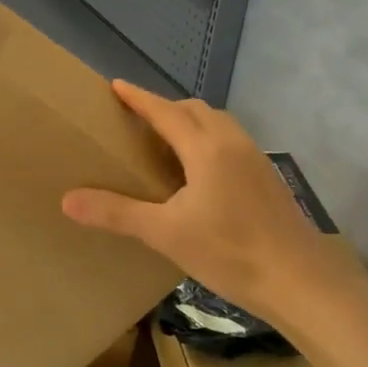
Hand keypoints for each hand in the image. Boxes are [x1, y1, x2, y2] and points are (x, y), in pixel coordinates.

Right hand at [62, 81, 360, 319]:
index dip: (138, 98)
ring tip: (166, 142)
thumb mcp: (165, 233)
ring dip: (190, 122)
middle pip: (195, 110)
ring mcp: (255, 159)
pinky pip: (231, 142)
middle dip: (164, 107)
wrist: (300, 281)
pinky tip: (200, 174)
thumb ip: (117, 212)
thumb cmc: (229, 252)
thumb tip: (67, 199)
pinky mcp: (267, 179)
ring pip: (218, 124)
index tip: (115, 85)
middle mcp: (232, 143)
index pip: (165, 111)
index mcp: (206, 148)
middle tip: (137, 119)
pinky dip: (208, 141)